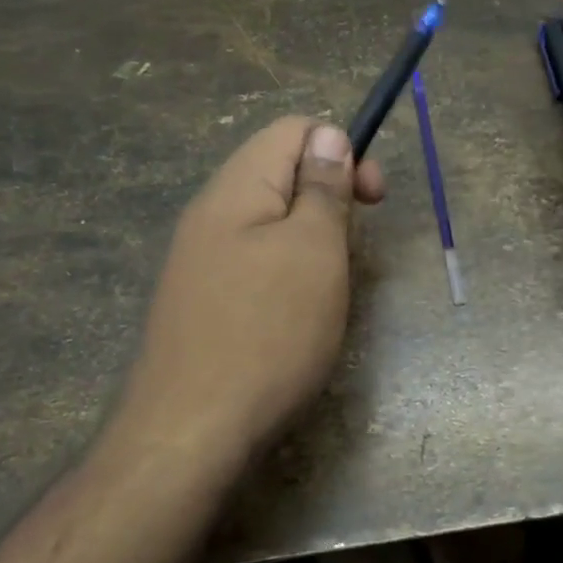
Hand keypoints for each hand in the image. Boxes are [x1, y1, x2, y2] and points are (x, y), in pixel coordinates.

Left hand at [119, 117, 383, 468]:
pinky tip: (296, 312)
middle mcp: (210, 213)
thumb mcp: (314, 251)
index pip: (292, 129)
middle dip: (329, 197)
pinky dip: (287, 272)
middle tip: (352, 248)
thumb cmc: (267, 333)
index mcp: (236, 188)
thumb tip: (328, 136)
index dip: (342, 148)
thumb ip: (323, 188)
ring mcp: (199, 259)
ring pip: (270, 221)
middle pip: (279, 172)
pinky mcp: (200, 300)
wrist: (190, 433)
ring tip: (329, 284)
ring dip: (311, 239)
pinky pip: (253, 261)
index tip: (372, 199)